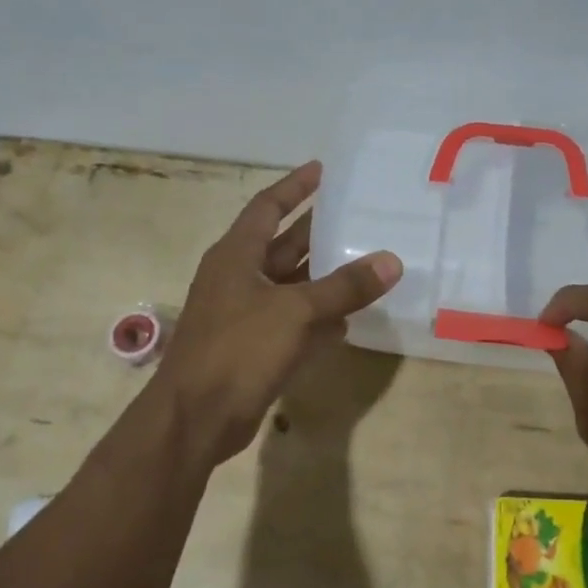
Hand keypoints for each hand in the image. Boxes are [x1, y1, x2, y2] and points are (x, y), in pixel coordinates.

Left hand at [154, 160, 400, 464]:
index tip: (323, 170)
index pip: (267, 207)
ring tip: (363, 262)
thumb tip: (391, 261)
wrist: (196, 417)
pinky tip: (347, 320)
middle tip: (356, 216)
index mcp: (236, 256)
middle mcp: (237, 279)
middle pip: (282, 245)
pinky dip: (317, 318)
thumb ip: (345, 287)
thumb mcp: (295, 311)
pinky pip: (291, 322)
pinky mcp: (252, 347)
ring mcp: (243, 315)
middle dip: (316, 231)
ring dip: (322, 276)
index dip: (294, 186)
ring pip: (290, 285)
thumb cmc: (239, 350)